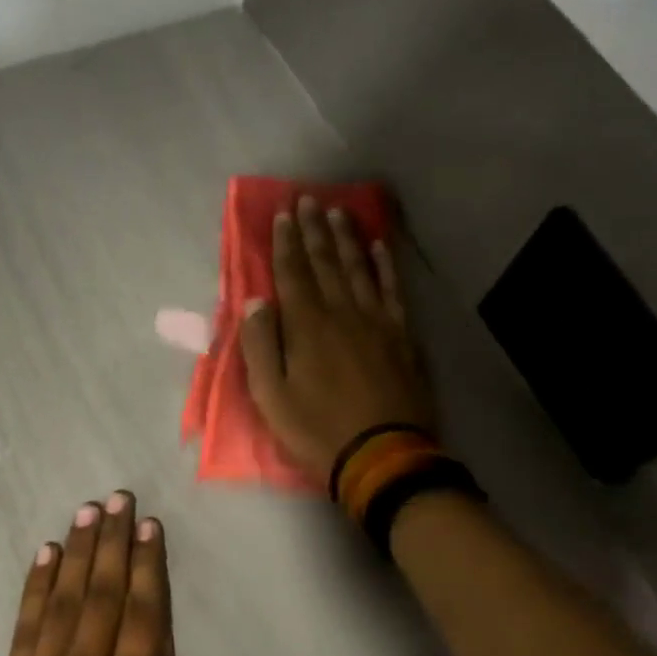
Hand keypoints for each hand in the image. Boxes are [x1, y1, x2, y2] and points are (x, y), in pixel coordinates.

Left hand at [0, 491, 197, 655]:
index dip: (149, 564)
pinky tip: (45, 556)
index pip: (143, 612)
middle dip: (113, 541)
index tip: (150, 525)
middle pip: (103, 592)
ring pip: (63, 599)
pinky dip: (36, 587)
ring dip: (77, 552)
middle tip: (119, 498)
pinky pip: (25, 626)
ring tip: (88, 512)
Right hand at [240, 194, 434, 479]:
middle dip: (314, 230)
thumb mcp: (271, 397)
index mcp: (307, 327)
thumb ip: (260, 346)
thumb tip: (255, 303)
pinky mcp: (402, 336)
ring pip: (359, 268)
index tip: (282, 214)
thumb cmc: (317, 430)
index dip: (285, 243)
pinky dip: (386, 266)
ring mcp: (376, 321)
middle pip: (326, 262)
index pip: (292, 274)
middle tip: (308, 199)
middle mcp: (342, 313)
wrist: (382, 456)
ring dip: (347, 238)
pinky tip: (380, 247)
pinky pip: (392, 290)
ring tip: (338, 211)